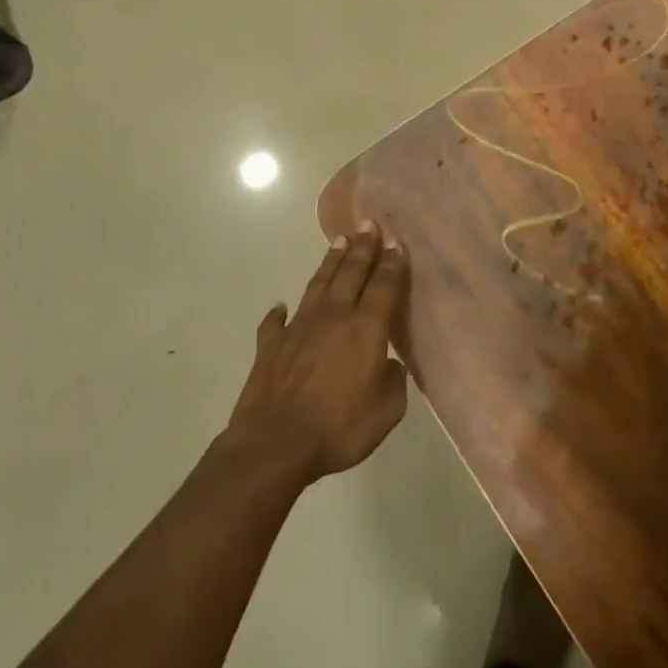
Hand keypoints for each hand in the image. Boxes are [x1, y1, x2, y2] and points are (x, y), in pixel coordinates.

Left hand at [226, 224, 409, 485]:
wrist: (275, 443)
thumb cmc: (339, 427)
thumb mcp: (387, 410)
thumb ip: (393, 380)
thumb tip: (388, 363)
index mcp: (366, 328)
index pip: (384, 285)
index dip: (392, 263)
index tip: (396, 241)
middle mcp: (334, 316)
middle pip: (351, 272)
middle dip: (363, 246)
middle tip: (368, 223)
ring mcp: (299, 327)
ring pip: (319, 284)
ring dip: (330, 262)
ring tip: (338, 240)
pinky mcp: (271, 345)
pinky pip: (275, 322)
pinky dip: (278, 313)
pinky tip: (280, 306)